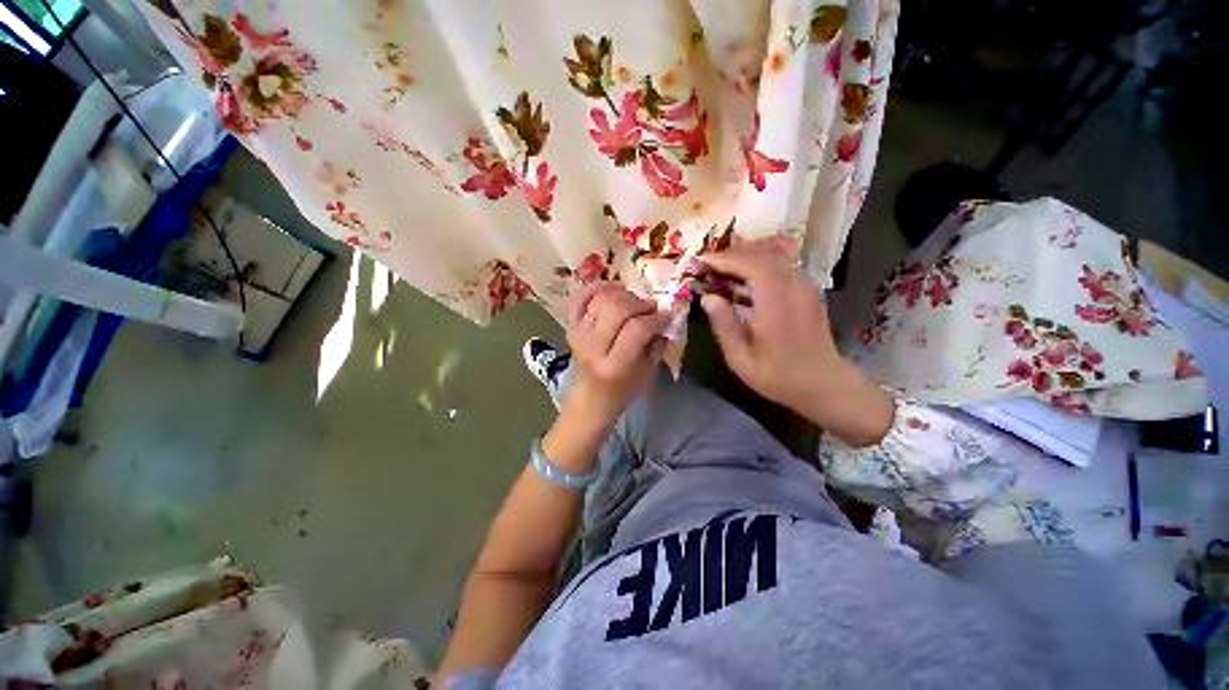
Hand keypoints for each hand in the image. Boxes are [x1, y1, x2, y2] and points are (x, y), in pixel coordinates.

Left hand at [564, 282, 669, 426]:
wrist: (590, 398)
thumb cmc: (623, 390)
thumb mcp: (648, 372)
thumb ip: (658, 343)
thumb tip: (666, 316)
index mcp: (614, 365)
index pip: (637, 329)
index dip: (656, 318)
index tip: (667, 315)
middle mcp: (592, 347)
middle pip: (617, 309)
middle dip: (640, 303)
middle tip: (651, 307)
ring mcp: (578, 335)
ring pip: (600, 299)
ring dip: (622, 294)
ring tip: (634, 301)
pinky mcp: (570, 327)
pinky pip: (580, 298)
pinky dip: (596, 287)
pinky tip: (613, 288)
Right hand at [699, 237, 891, 445]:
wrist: (824, 384)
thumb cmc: (779, 376)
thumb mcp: (742, 360)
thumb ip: (724, 326)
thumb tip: (707, 298)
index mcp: (778, 303)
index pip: (752, 264)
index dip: (725, 259)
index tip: (701, 262)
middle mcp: (795, 286)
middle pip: (764, 252)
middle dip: (732, 254)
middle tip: (708, 266)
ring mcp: (805, 286)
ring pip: (775, 253)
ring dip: (746, 256)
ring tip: (722, 270)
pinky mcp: (807, 289)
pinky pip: (782, 264)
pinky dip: (759, 263)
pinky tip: (743, 280)